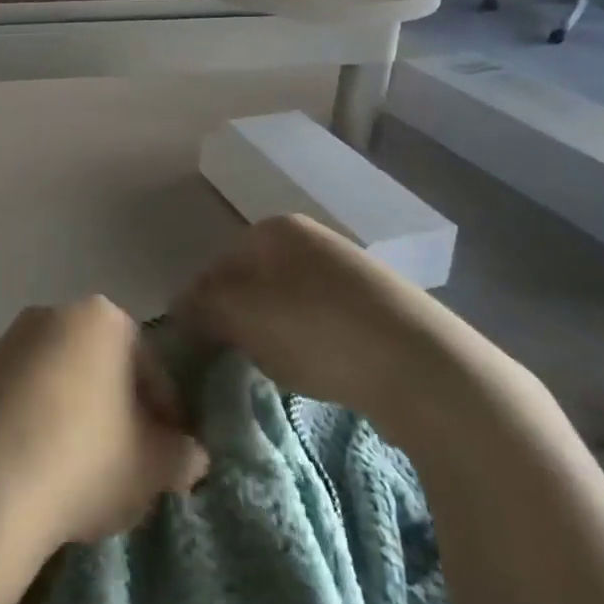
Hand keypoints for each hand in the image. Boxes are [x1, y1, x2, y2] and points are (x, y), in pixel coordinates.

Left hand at [0, 298, 207, 545]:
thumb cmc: (83, 458)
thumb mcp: (151, 467)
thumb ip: (181, 456)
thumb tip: (191, 456)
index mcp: (104, 318)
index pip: (151, 365)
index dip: (166, 413)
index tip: (169, 455)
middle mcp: (54, 314)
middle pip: (101, 366)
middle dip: (117, 409)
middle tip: (128, 463)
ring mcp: (7, 342)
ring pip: (59, 382)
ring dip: (74, 417)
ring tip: (79, 475)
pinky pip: (20, 400)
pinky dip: (34, 426)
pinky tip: (37, 472)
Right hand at [173, 216, 529, 448]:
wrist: (422, 365)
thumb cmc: (316, 329)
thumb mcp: (241, 317)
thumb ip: (201, 308)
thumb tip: (181, 309)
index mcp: (276, 229)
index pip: (217, 266)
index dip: (199, 307)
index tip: (195, 349)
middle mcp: (312, 239)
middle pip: (253, 283)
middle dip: (238, 321)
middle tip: (233, 361)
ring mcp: (350, 271)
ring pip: (289, 304)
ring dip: (274, 336)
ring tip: (278, 372)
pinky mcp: (380, 308)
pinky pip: (325, 324)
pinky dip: (313, 346)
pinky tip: (320, 373)